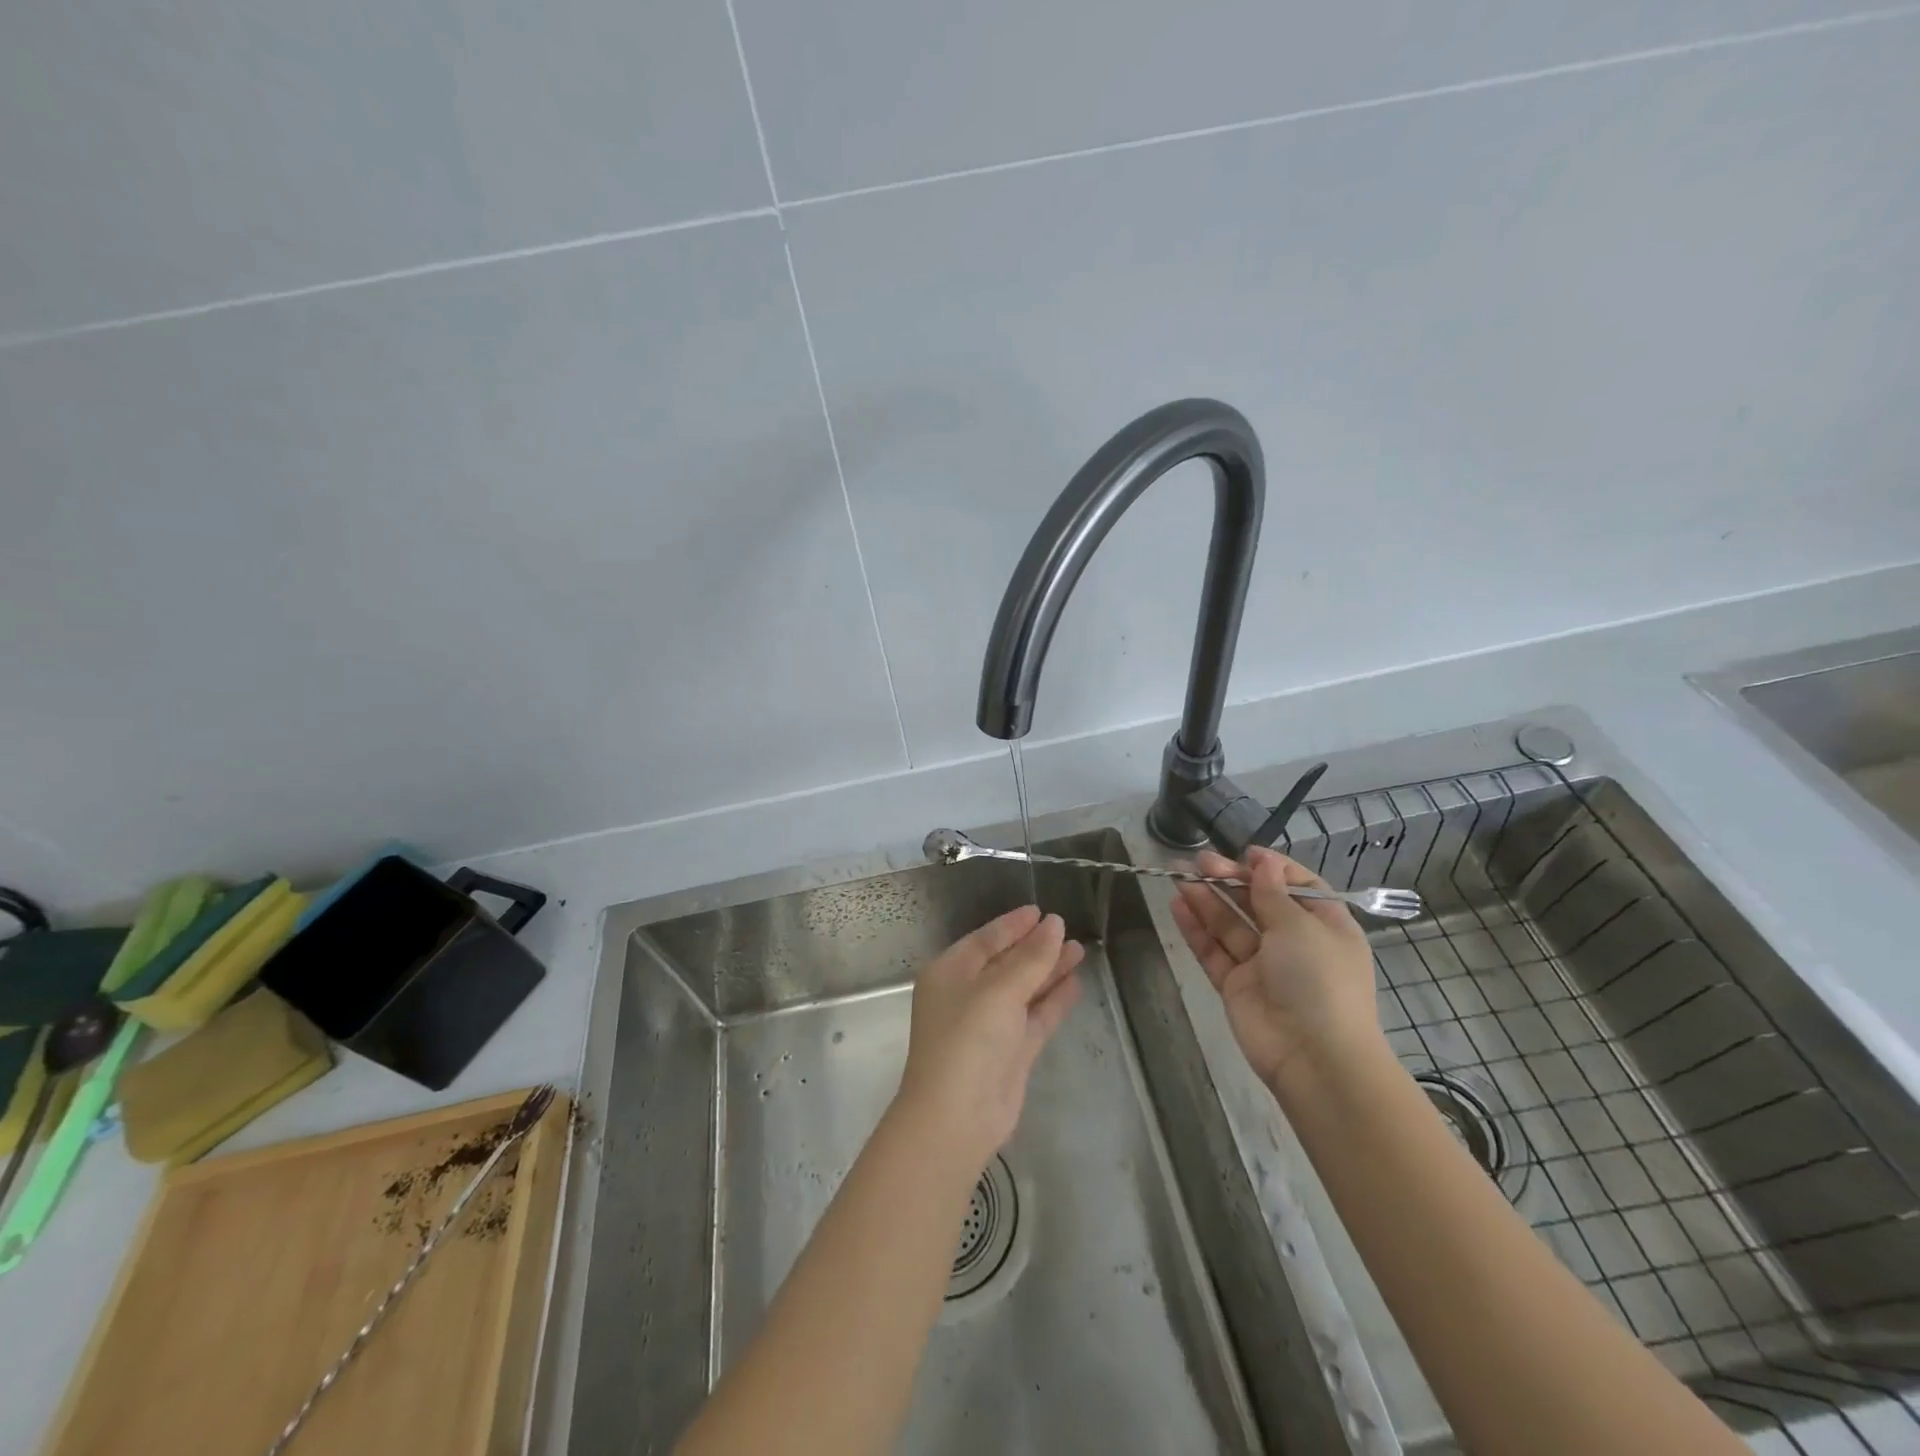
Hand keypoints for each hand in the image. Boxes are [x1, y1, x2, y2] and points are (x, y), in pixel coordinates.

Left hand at [895, 906, 1083, 1172]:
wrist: (957, 1118)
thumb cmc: (967, 1040)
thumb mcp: (998, 991)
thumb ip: (1030, 958)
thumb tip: (1054, 925)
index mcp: (950, 973)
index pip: (985, 939)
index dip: (1013, 924)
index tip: (1041, 911)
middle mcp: (968, 995)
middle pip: (1006, 962)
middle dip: (1035, 946)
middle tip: (1067, 928)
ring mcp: (990, 1025)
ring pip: (1024, 988)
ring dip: (1049, 970)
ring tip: (1079, 950)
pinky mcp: (1011, 1051)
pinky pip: (1035, 1016)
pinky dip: (1053, 1000)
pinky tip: (1075, 983)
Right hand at [1168, 846, 1381, 1097]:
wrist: (1314, 1057)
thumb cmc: (1319, 979)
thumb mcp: (1301, 926)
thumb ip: (1272, 893)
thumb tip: (1263, 862)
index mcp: (1324, 926)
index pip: (1298, 886)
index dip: (1272, 869)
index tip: (1245, 854)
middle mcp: (1294, 943)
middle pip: (1257, 902)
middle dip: (1229, 880)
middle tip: (1199, 862)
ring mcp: (1263, 966)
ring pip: (1230, 925)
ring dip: (1206, 899)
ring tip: (1178, 875)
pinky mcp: (1237, 986)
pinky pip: (1214, 951)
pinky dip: (1196, 929)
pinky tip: (1178, 905)